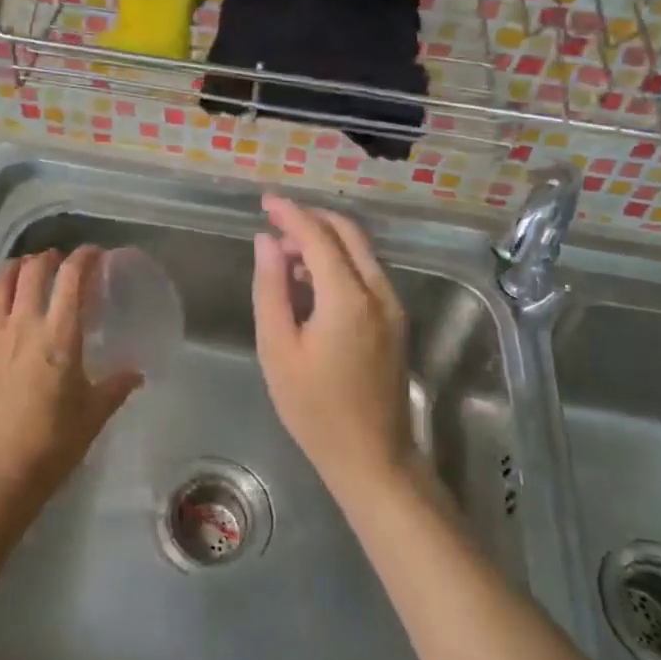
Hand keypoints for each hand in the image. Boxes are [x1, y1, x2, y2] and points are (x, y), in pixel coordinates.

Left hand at [0, 247, 142, 509]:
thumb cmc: (53, 444)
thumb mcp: (94, 414)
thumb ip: (116, 386)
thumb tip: (136, 372)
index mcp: (59, 335)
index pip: (72, 278)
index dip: (84, 258)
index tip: (95, 255)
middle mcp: (23, 325)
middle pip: (33, 271)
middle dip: (48, 258)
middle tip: (59, 262)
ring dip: (12, 269)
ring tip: (23, 269)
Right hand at [252, 196, 413, 499]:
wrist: (373, 458)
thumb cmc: (314, 409)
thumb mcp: (278, 349)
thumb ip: (271, 288)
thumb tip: (266, 241)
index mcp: (348, 298)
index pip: (318, 236)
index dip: (290, 213)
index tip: (264, 201)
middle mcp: (378, 292)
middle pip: (347, 233)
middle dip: (310, 219)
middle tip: (274, 224)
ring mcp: (393, 306)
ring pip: (360, 251)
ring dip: (325, 240)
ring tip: (285, 257)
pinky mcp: (396, 320)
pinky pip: (366, 272)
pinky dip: (339, 261)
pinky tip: (311, 281)